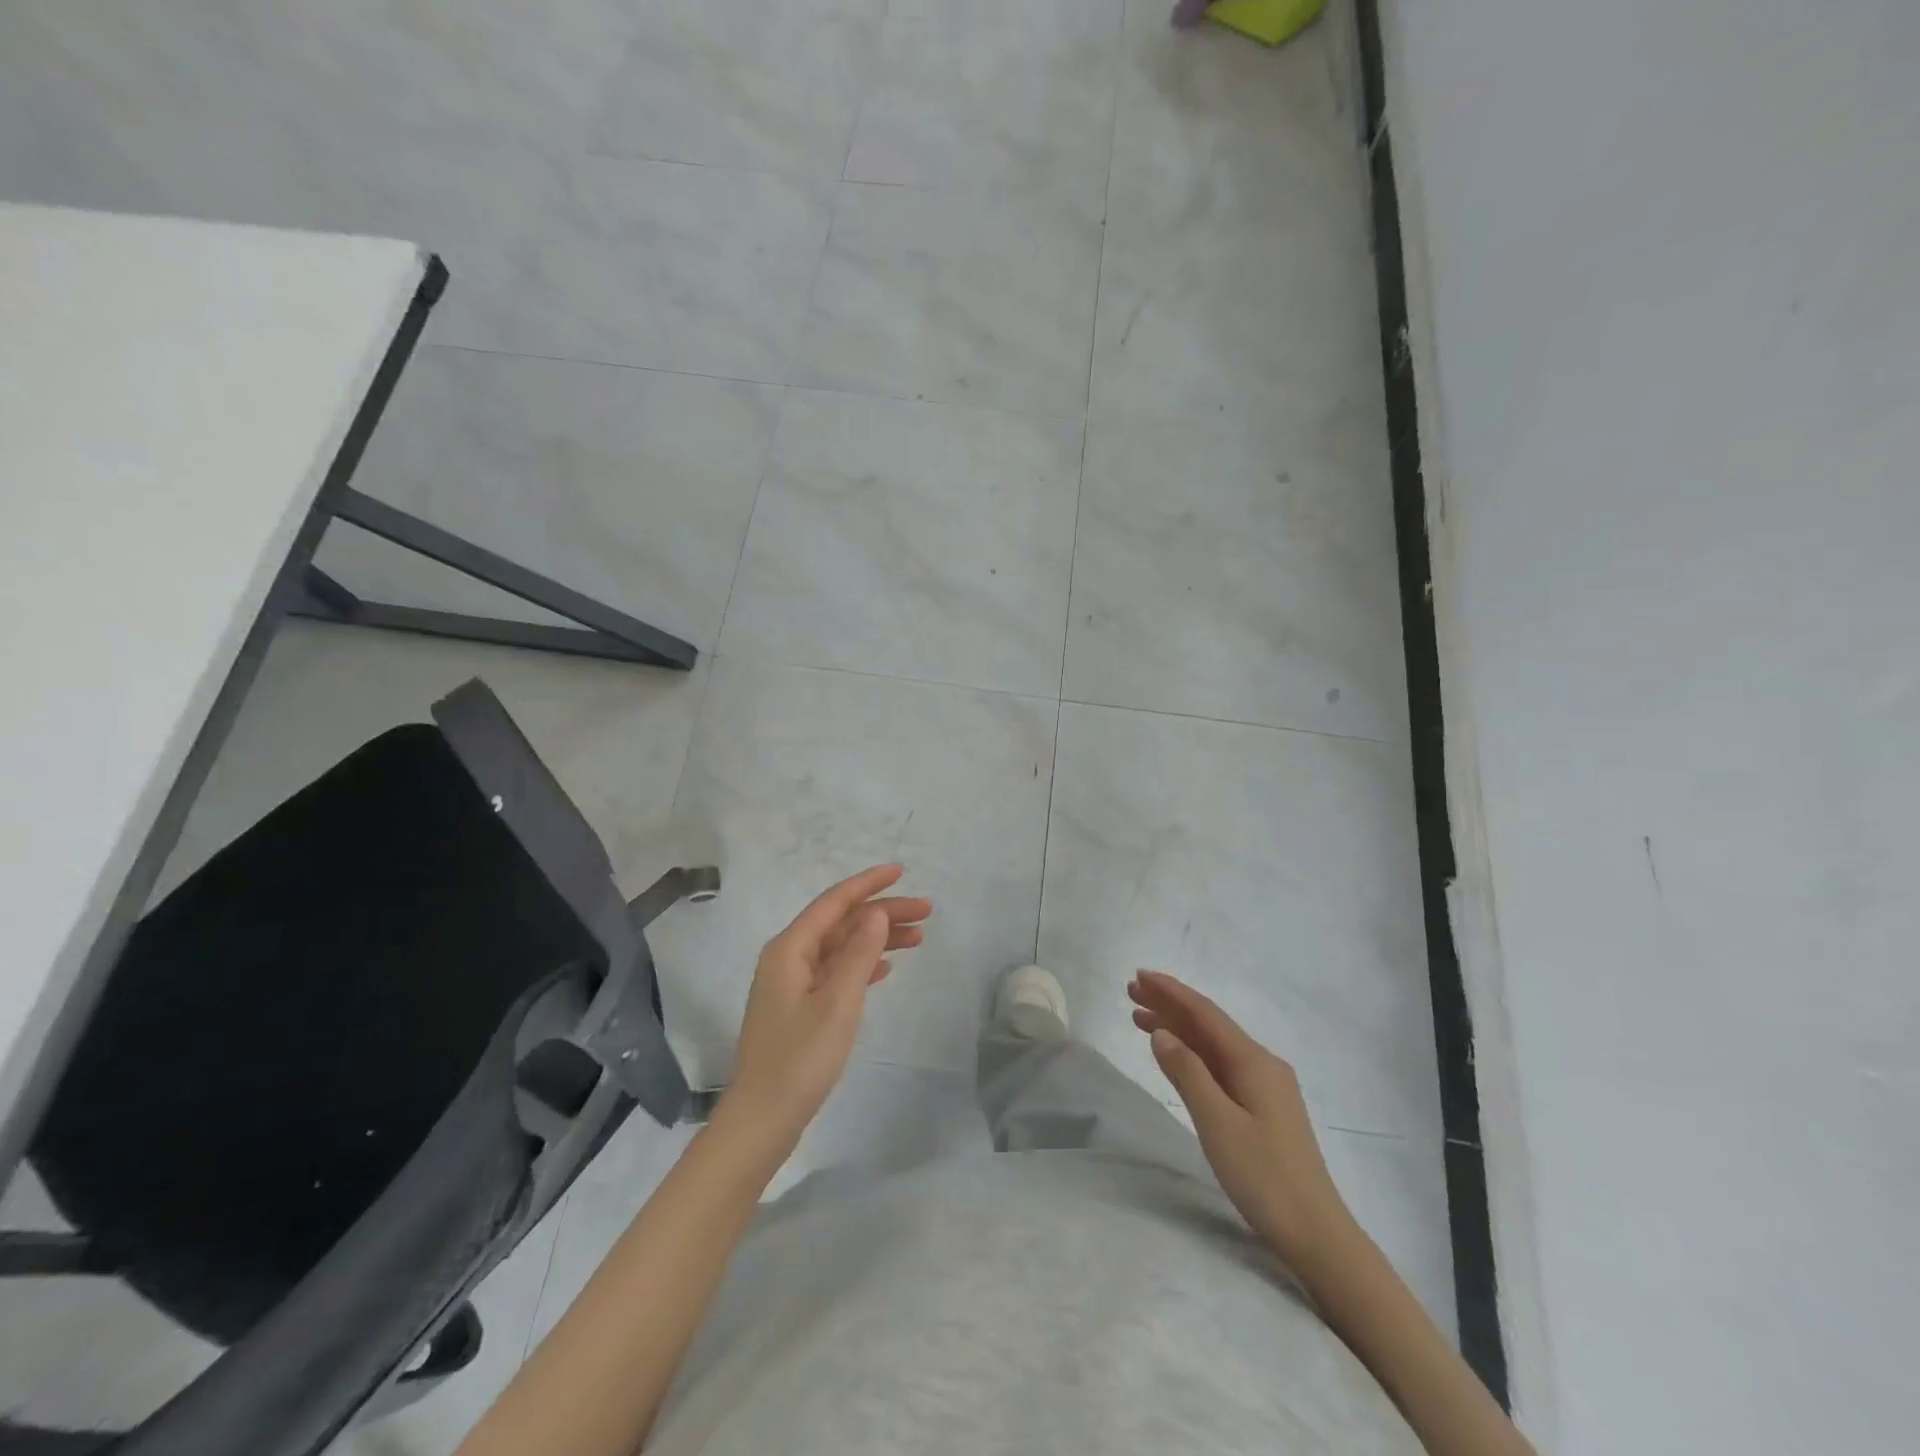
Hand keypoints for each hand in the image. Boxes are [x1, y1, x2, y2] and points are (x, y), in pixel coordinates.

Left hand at [721, 865, 931, 1148]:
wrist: (763, 1119)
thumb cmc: (800, 1058)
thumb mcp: (838, 1002)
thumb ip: (859, 953)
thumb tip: (876, 913)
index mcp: (790, 949)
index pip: (834, 902)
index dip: (869, 884)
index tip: (901, 871)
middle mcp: (788, 958)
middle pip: (841, 922)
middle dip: (882, 913)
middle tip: (927, 913)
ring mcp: (791, 984)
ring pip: (841, 947)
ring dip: (877, 939)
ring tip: (918, 938)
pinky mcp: (798, 1008)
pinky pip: (835, 971)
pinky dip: (861, 964)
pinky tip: (885, 968)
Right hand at [1129, 970, 1353, 1271]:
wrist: (1317, 1234)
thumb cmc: (1264, 1177)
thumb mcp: (1217, 1123)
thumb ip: (1187, 1073)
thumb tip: (1161, 1032)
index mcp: (1253, 1061)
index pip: (1205, 1013)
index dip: (1171, 992)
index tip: (1139, 976)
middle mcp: (1261, 1064)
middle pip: (1209, 1024)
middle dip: (1170, 1005)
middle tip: (1131, 992)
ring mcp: (1265, 1086)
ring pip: (1213, 1045)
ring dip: (1178, 1028)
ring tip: (1140, 1017)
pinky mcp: (1263, 1107)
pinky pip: (1220, 1065)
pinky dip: (1192, 1053)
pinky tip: (1174, 1054)